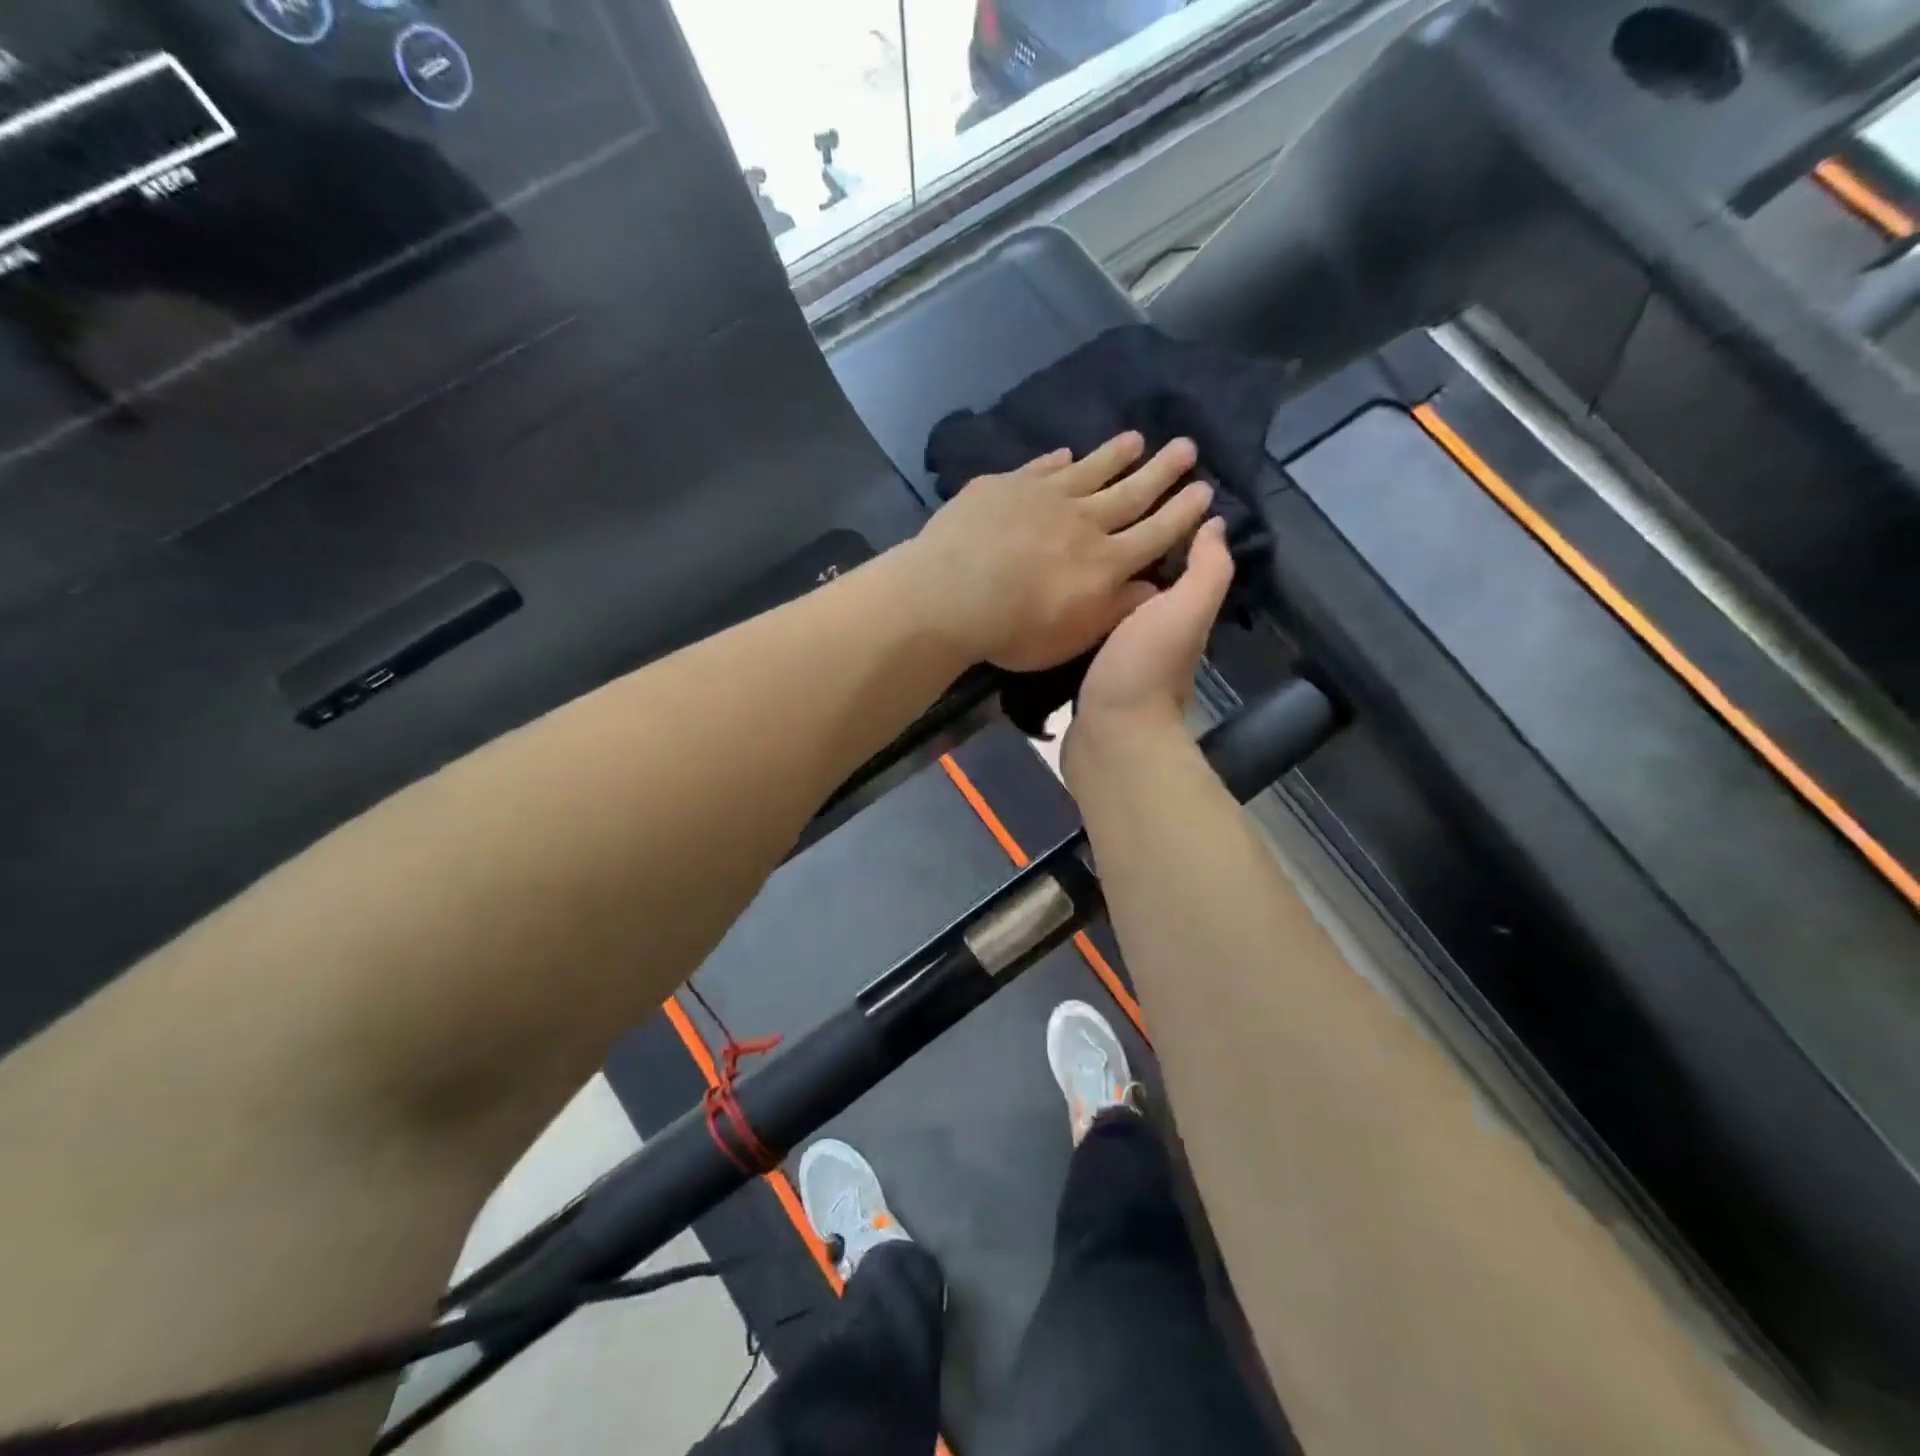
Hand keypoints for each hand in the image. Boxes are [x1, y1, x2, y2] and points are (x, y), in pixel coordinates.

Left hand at [908, 433, 1213, 672]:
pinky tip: (1065, 452)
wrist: (951, 595)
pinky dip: (1057, 460)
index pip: (1156, 532)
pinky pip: (1040, 468)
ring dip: (1115, 455)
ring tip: (1136, 439)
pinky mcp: (1006, 486)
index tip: (1204, 490)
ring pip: (1090, 470)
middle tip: (1186, 446)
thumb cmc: (1015, 630)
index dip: (1182, 513)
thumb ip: (1116, 610)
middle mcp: (1084, 521)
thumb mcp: (1074, 637)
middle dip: (1162, 470)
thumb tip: (1153, 588)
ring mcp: (1044, 497)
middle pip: (1132, 491)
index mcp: (1106, 562)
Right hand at [1065, 515, 1234, 765]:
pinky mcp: (1087, 673)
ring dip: (1094, 583)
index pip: (1170, 560)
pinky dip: (1076, 613)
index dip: (1160, 528)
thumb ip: (1206, 569)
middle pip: (1134, 582)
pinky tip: (1055, 596)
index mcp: (1175, 612)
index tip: (1132, 492)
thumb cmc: (1145, 669)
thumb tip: (1215, 523)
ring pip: (1107, 607)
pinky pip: (1084, 632)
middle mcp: (1150, 631)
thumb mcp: (1185, 610)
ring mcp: (1117, 656)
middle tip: (1084, 519)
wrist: (1110, 738)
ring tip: (1065, 549)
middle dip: (1118, 553)